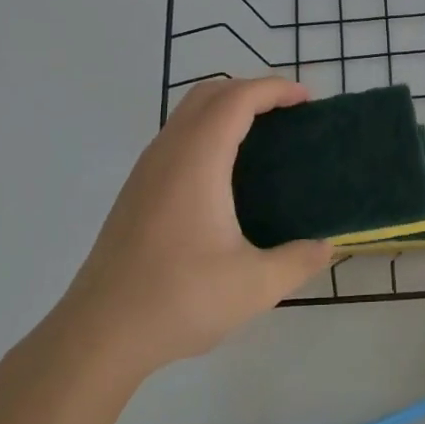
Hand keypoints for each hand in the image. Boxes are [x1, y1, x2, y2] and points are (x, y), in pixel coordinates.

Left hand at [50, 77, 331, 377]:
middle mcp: (167, 154)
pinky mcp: (136, 192)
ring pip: (187, 114)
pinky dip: (208, 131)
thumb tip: (326, 247)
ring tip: (264, 137)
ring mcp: (145, 171)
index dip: (274, 89)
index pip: (237, 99)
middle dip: (251, 90)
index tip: (308, 99)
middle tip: (289, 113)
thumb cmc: (178, 300)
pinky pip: (176, 138)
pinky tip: (227, 173)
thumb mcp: (254, 286)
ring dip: (226, 109)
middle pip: (208, 93)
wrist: (98, 334)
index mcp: (197, 162)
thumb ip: (298, 260)